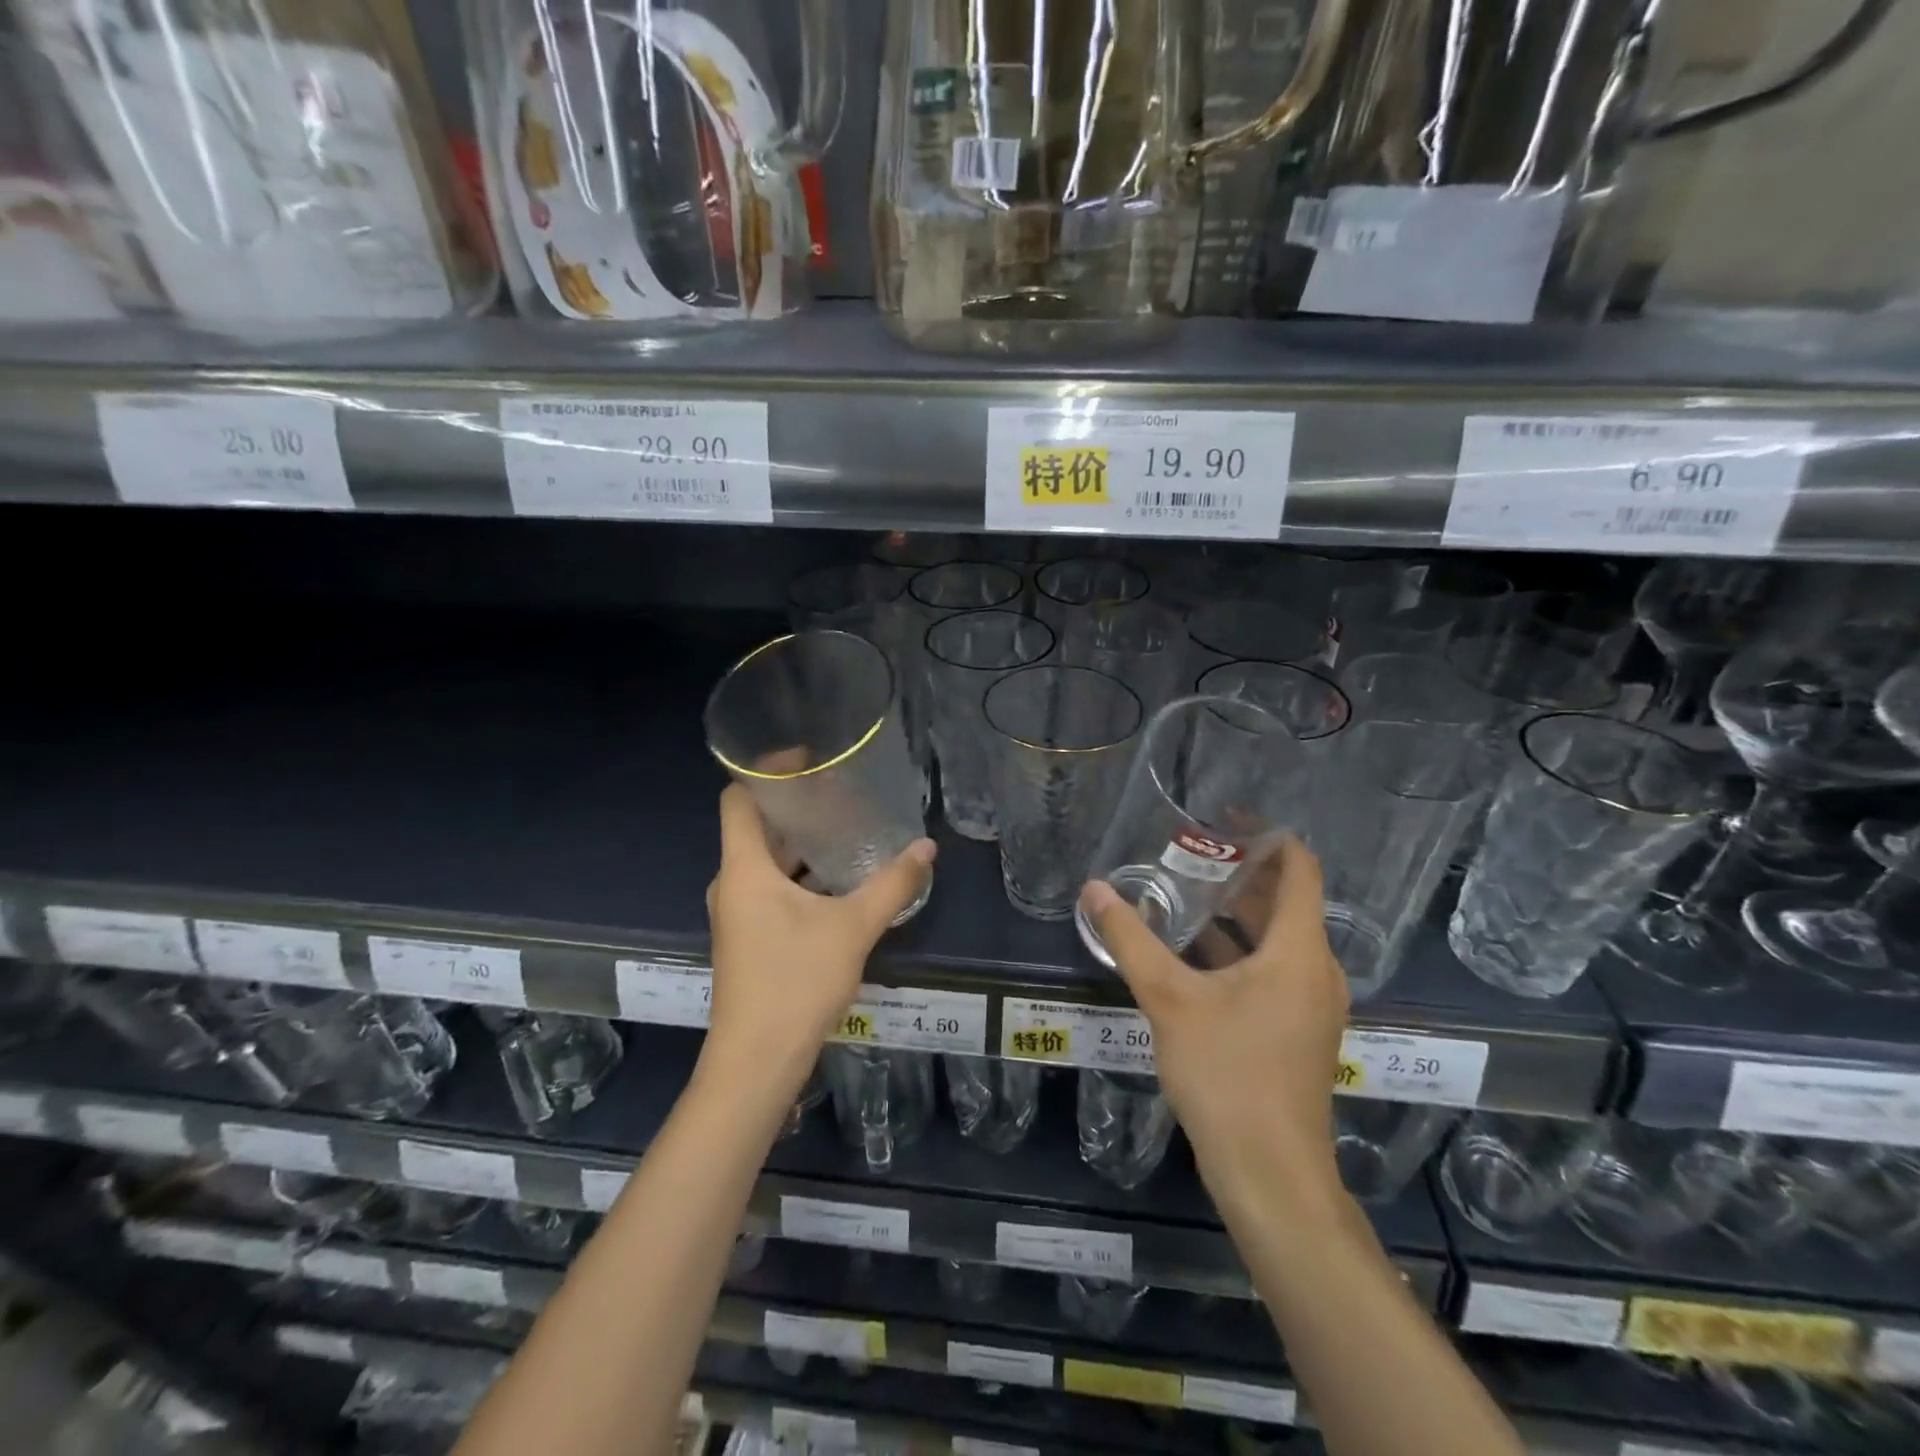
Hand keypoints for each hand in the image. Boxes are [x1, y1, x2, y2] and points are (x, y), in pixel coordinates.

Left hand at [704, 785, 935, 1089]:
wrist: (757, 1063)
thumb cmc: (796, 982)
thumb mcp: (852, 928)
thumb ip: (892, 885)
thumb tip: (927, 848)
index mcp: (744, 869)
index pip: (738, 798)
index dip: (766, 771)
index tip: (808, 759)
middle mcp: (733, 884)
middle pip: (756, 826)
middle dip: (795, 806)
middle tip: (840, 790)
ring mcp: (738, 913)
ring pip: (766, 860)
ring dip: (800, 842)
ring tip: (845, 826)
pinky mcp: (749, 937)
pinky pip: (771, 887)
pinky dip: (799, 873)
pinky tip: (838, 878)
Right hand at [1078, 837, 1348, 1208]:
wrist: (1270, 1174)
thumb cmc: (1229, 1074)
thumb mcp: (1170, 999)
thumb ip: (1130, 939)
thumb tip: (1093, 888)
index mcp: (1298, 950)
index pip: (1299, 869)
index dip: (1267, 837)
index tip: (1224, 818)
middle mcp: (1314, 969)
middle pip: (1284, 901)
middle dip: (1239, 874)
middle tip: (1188, 852)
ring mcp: (1308, 1004)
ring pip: (1274, 939)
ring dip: (1234, 914)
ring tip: (1182, 892)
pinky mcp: (1295, 1030)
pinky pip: (1269, 970)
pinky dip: (1236, 951)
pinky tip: (1189, 952)